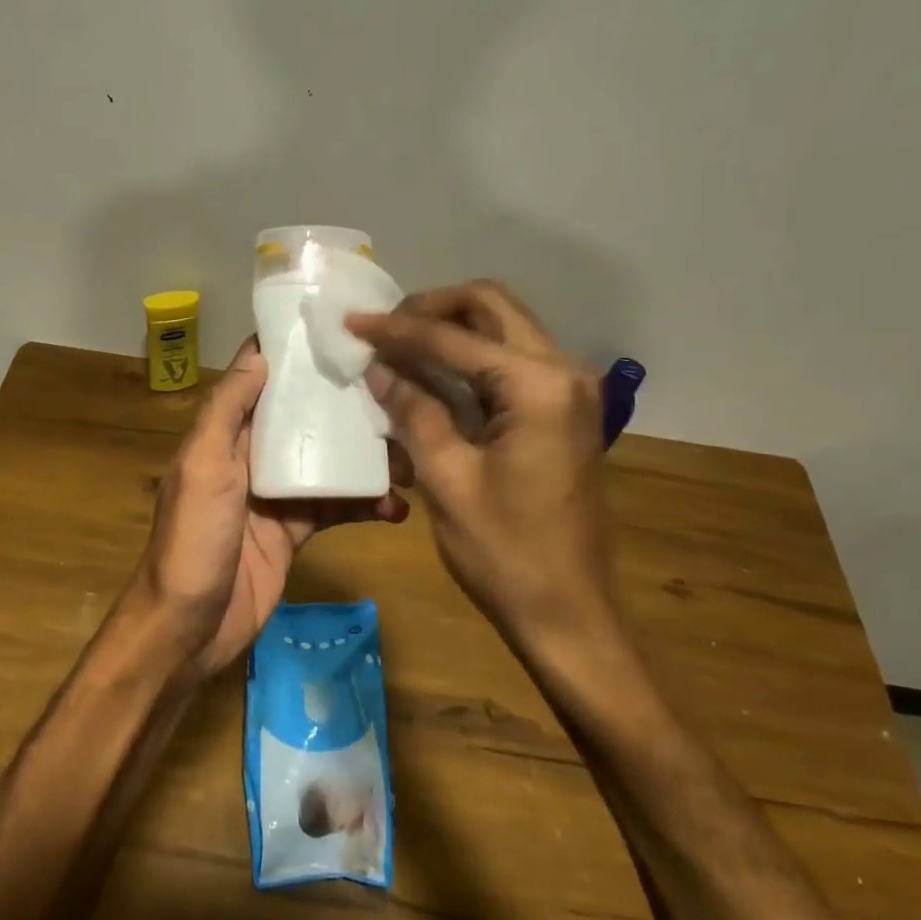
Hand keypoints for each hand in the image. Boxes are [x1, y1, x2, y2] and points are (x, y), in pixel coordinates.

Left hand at [117, 338, 408, 681]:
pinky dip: (364, 505)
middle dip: (347, 409)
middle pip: (304, 420)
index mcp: (226, 434)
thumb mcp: (203, 466)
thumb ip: (227, 410)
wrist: (190, 628)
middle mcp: (251, 456)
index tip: (344, 333)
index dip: (296, 356)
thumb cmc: (194, 539)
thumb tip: (260, 352)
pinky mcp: (295, 531)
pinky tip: (396, 508)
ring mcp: (276, 495)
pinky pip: (335, 508)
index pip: (262, 380)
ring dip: (365, 460)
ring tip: (410, 460)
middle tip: (400, 398)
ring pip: (327, 463)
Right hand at [346, 281, 612, 641]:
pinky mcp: (561, 412)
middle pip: (491, 306)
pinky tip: (429, 374)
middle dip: (432, 308)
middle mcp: (564, 372)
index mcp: (539, 386)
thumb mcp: (447, 479)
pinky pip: (509, 362)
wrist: (569, 613)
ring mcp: (568, 391)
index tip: (351, 322)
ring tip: (398, 345)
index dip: (397, 328)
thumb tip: (379, 368)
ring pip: (503, 329)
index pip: (454, 337)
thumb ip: (412, 411)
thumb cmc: (506, 553)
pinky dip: (468, 359)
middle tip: (384, 329)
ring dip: (450, 329)